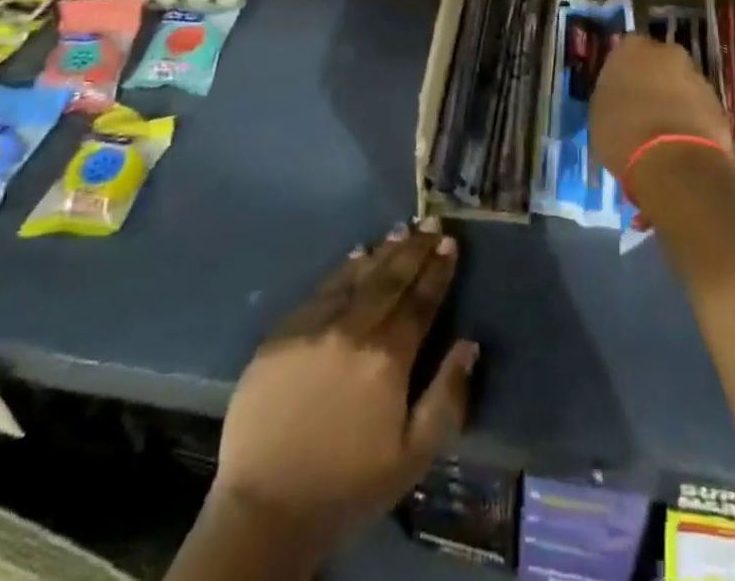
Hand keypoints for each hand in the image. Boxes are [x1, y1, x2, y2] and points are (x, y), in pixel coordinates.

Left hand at [209, 223, 478, 564]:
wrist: (265, 510)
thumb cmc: (348, 487)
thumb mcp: (413, 457)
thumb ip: (447, 397)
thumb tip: (470, 344)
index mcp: (388, 358)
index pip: (421, 301)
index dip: (438, 270)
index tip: (450, 243)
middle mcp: (353, 330)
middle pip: (391, 279)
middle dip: (415, 249)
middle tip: (431, 223)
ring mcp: (314, 327)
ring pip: (357, 277)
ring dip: (383, 252)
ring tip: (402, 230)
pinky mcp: (282, 334)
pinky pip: (321, 290)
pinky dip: (344, 269)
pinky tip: (357, 255)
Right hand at [590, 35, 732, 180]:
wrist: (673, 161)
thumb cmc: (624, 132)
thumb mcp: (599, 112)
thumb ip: (610, 93)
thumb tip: (619, 94)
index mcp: (631, 48)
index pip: (625, 49)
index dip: (623, 70)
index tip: (619, 90)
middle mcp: (667, 52)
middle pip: (658, 62)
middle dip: (652, 80)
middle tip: (641, 107)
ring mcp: (696, 76)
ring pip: (680, 83)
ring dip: (673, 99)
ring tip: (661, 130)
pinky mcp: (718, 102)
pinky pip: (698, 106)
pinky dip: (690, 118)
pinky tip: (680, 142)